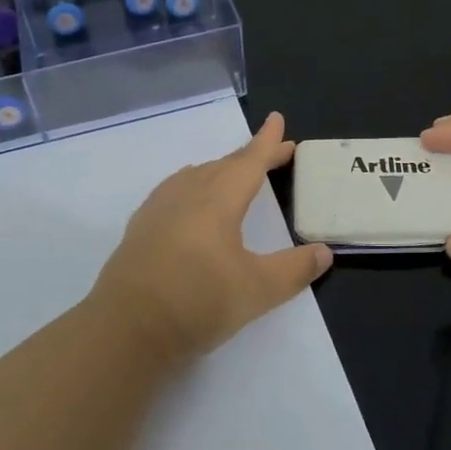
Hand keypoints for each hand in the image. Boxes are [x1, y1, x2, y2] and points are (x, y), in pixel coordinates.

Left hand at [91, 112, 332, 359]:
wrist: (125, 330)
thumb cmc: (197, 302)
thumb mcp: (257, 290)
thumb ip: (294, 269)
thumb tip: (324, 253)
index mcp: (217, 199)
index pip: (249, 161)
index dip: (267, 142)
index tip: (277, 119)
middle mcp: (187, 194)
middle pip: (223, 165)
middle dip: (251, 157)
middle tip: (273, 154)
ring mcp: (158, 209)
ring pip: (196, 176)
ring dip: (221, 171)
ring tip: (235, 175)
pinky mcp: (140, 229)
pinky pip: (174, 192)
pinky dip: (194, 187)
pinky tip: (191, 205)